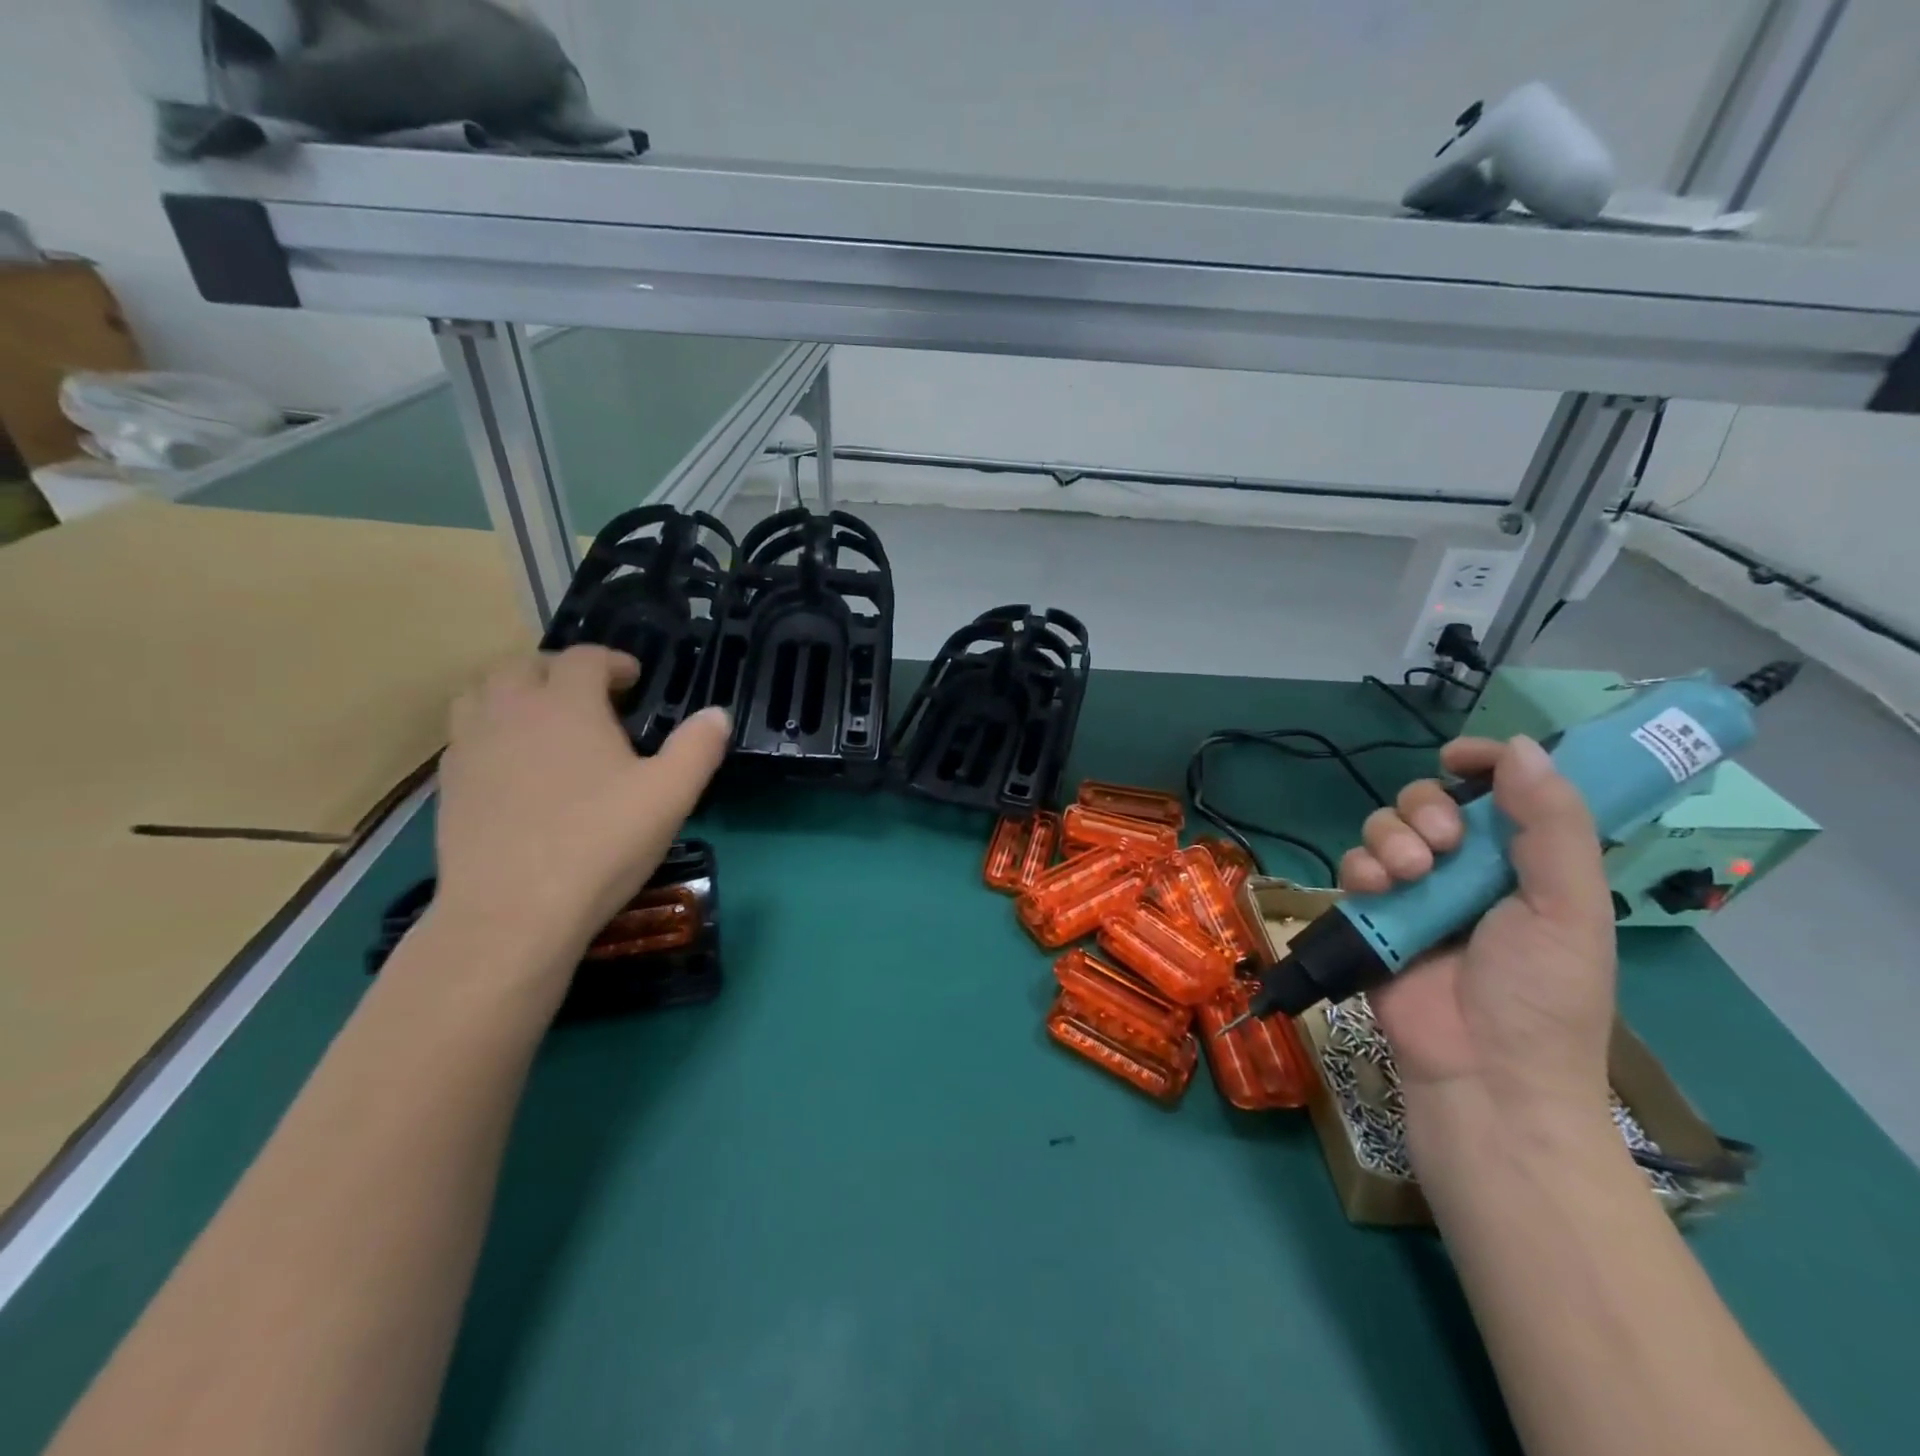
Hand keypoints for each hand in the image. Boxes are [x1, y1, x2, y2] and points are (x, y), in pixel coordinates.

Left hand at [432, 647, 730, 970]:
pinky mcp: (448, 785)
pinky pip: (465, 734)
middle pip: (524, 665)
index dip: (612, 661)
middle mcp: (511, 711)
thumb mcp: (670, 795)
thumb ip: (698, 747)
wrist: (513, 912)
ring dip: (514, 693)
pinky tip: (514, 765)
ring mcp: (471, 747)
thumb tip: (717, 714)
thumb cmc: (600, 843)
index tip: (633, 680)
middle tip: (590, 697)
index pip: (584, 658)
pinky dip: (491, 730)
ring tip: (543, 719)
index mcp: (566, 704)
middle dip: (559, 671)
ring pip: (482, 693)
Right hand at [1337, 735, 1616, 1116]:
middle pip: (1429, 799)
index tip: (1461, 756)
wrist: (1483, 1072)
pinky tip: (1378, 890)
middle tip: (1442, 843)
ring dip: (1392, 838)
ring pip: (1385, 826)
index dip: (1483, 762)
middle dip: (1427, 807)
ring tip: (1410, 876)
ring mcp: (1415, 891)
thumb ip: (1552, 825)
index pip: (1502, 790)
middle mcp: (1467, 868)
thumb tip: (1520, 747)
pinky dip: (1361, 868)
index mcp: (1525, 862)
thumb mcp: (1569, 907)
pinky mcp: (1372, 913)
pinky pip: (1353, 865)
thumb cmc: (1542, 994)